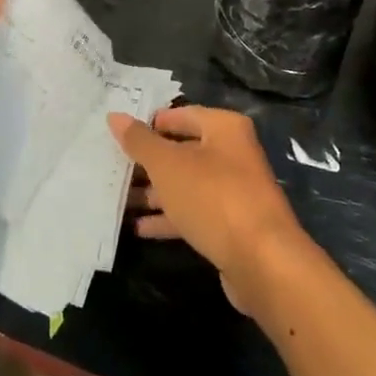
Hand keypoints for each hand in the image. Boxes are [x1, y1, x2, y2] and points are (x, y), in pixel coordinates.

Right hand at [108, 107, 308, 312]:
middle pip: (182, 151)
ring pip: (185, 184)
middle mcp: (232, 153)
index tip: (119, 134)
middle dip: (148, 162)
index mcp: (224, 128)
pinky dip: (168, 218)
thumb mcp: (168, 165)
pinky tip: (139, 228)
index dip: (151, 123)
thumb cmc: (213, 197)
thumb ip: (140, 141)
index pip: (181, 115)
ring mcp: (233, 190)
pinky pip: (193, 213)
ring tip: (117, 199)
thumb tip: (115, 116)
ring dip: (154, 192)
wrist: (262, 261)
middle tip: (112, 167)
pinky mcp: (230, 225)